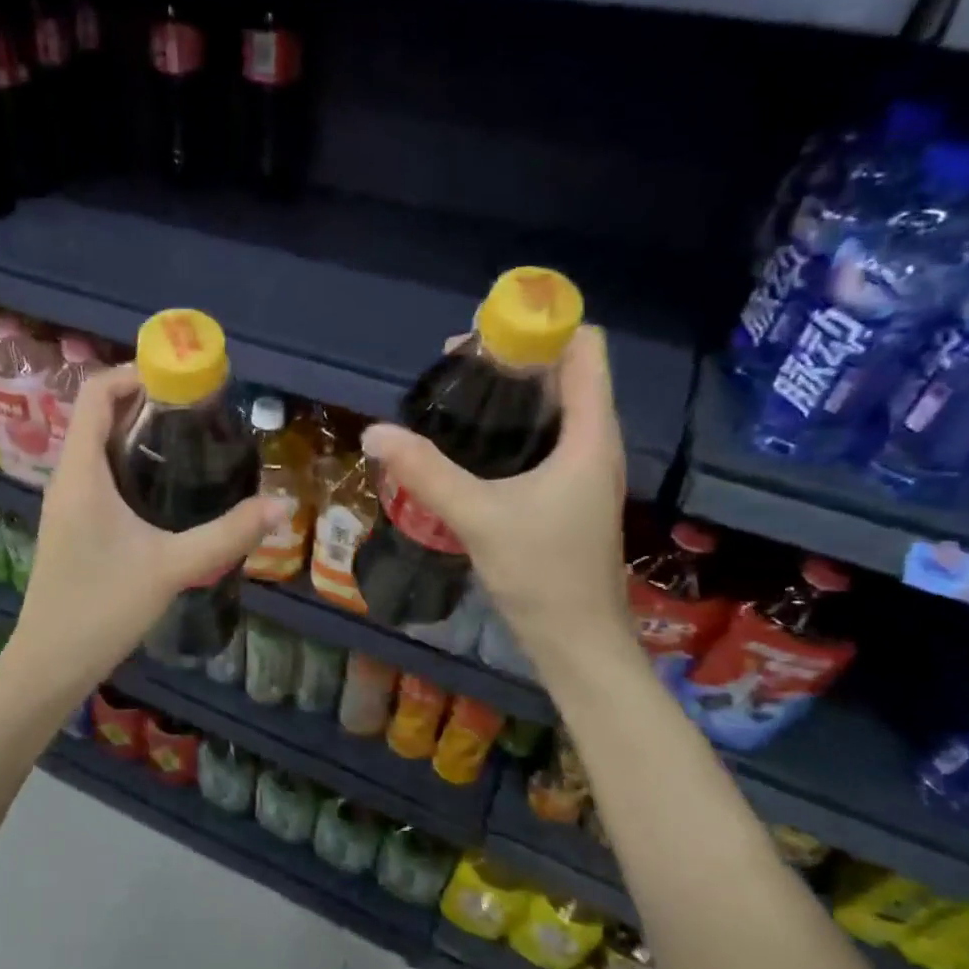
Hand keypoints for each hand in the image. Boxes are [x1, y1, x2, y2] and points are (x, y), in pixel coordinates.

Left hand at [5, 365, 283, 689]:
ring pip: (97, 445)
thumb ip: (228, 535)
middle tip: (198, 407)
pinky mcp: (72, 523)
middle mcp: (67, 478)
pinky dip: (128, 460)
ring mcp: (66, 502)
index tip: (182, 378)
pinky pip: (97, 472)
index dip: (134, 372)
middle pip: (98, 414)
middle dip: (144, 400)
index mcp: (80, 473)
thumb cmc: (102, 609)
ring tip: (188, 437)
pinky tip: (164, 485)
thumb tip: (280, 506)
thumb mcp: (172, 568)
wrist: (50, 663)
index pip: (95, 394)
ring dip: (135, 430)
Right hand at [360, 326, 634, 680]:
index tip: (483, 336)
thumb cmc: (542, 574)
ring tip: (454, 398)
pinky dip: (511, 424)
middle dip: (513, 357)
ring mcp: (582, 468)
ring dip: (510, 391)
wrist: (576, 641)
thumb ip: (426, 472)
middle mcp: (593, 441)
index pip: (585, 347)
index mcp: (589, 434)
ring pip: (553, 405)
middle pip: (565, 371)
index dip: (540, 327)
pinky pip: (544, 436)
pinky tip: (470, 442)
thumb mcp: (478, 517)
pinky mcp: (567, 491)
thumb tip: (374, 431)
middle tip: (452, 369)